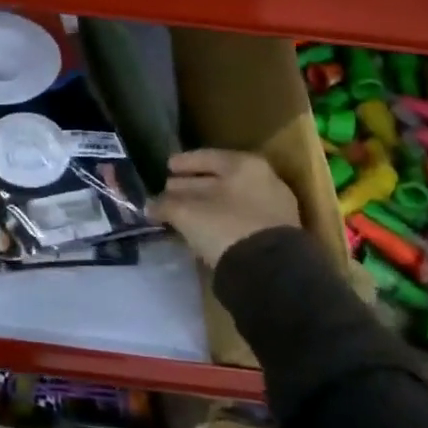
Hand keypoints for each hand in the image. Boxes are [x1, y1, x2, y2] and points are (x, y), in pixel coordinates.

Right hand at [149, 148, 300, 266]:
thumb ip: (166, 205)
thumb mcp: (186, 213)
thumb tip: (150, 206)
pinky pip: (241, 219)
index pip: (206, 157)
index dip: (183, 163)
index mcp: (243, 164)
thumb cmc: (225, 227)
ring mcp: (274, 207)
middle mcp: (263, 179)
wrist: (270, 271)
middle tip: (170, 192)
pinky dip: (223, 221)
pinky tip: (207, 230)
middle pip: (219, 178)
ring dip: (207, 206)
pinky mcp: (278, 234)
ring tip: (185, 214)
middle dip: (193, 185)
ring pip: (231, 200)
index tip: (167, 167)